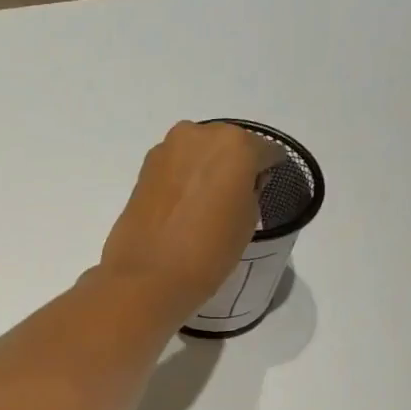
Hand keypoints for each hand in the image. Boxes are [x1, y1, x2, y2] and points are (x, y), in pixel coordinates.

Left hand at [100, 122, 272, 316]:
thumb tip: (240, 184)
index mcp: (235, 144)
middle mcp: (199, 135)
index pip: (265, 151)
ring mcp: (166, 149)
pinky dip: (182, 179)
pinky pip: (175, 166)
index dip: (267, 171)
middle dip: (233, 165)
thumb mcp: (248, 221)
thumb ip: (250, 191)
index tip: (264, 189)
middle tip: (233, 197)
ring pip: (197, 152)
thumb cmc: (209, 249)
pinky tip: (183, 205)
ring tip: (205, 204)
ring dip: (205, 169)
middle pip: (227, 145)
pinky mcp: (143, 168)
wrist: (148, 275)